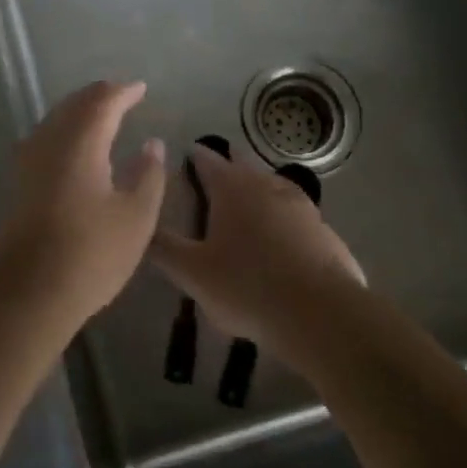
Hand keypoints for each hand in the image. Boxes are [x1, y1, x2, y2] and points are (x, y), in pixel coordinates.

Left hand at [0, 81, 167, 326]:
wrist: (31, 291)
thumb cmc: (92, 253)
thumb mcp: (137, 216)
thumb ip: (148, 174)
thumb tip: (152, 143)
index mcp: (81, 142)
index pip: (102, 102)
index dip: (123, 92)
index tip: (141, 89)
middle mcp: (50, 142)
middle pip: (74, 104)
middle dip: (99, 96)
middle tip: (122, 96)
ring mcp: (30, 162)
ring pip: (55, 119)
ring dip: (79, 111)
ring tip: (101, 115)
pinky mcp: (21, 183)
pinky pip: (45, 138)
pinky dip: (65, 130)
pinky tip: (75, 146)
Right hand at [153, 144, 366, 370]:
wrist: (320, 313)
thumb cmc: (246, 286)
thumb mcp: (192, 273)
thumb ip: (164, 248)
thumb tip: (142, 227)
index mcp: (232, 188)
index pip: (208, 161)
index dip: (195, 157)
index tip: (187, 154)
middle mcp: (267, 186)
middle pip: (244, 165)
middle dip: (229, 165)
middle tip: (215, 173)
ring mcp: (301, 205)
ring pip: (273, 185)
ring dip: (258, 187)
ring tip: (247, 200)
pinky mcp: (324, 230)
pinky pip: (296, 214)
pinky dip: (283, 216)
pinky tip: (282, 234)